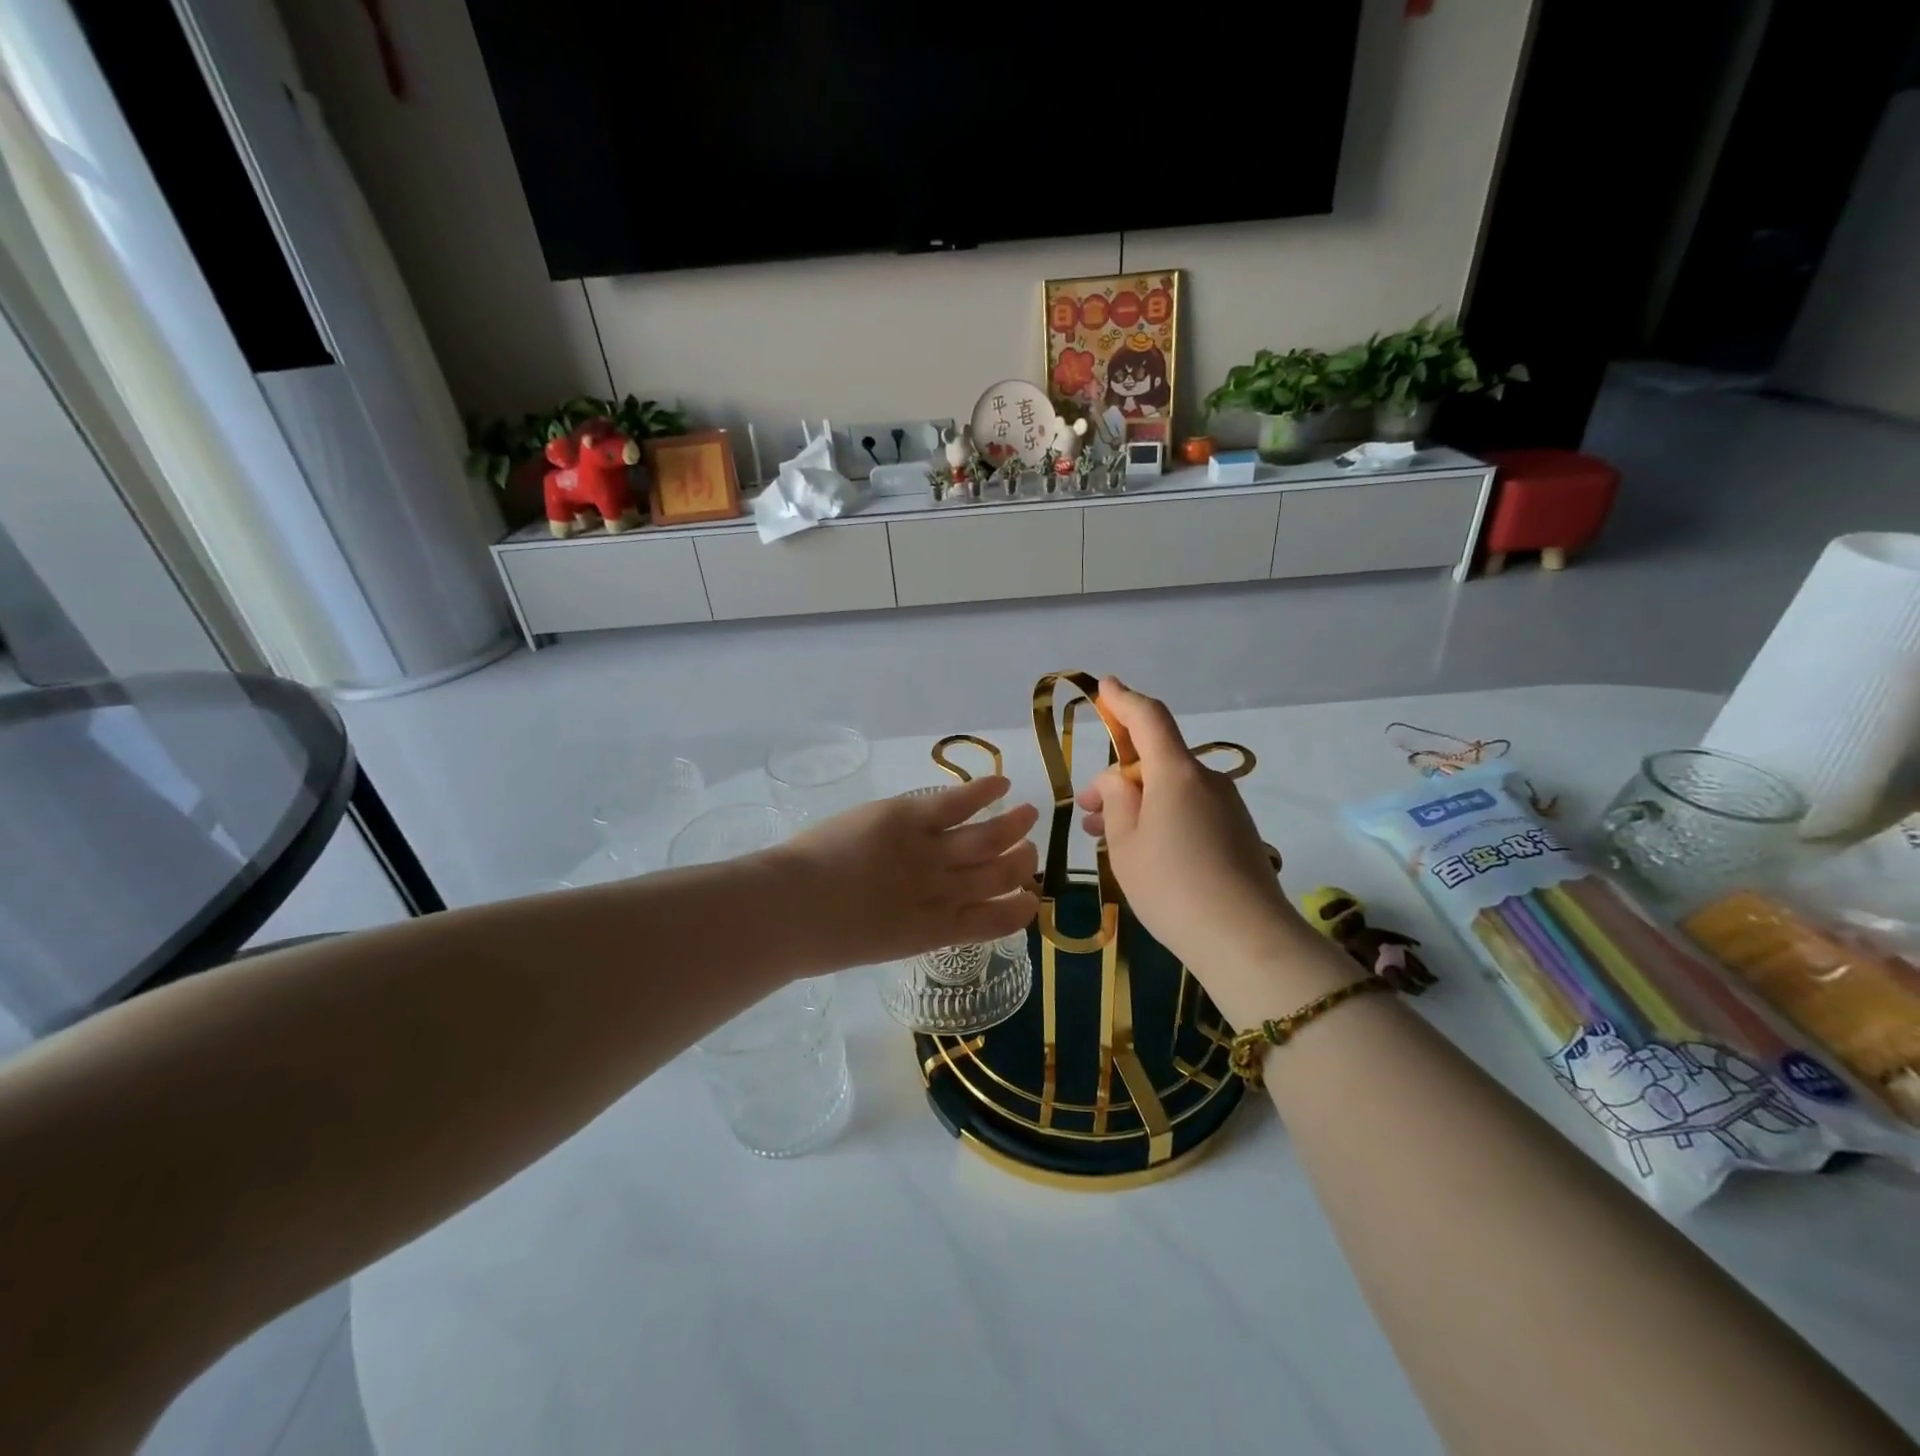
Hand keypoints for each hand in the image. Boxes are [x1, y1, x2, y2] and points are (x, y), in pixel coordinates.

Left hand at [774, 777, 1038, 971]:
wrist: (788, 911)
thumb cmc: (817, 938)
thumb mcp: (876, 944)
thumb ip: (905, 926)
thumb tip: (917, 915)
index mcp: (934, 931)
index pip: (995, 922)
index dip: (1020, 908)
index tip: (1031, 898)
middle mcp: (942, 893)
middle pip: (999, 876)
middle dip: (1022, 864)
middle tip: (1029, 853)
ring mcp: (928, 854)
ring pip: (987, 838)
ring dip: (1014, 827)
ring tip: (1029, 813)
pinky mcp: (908, 818)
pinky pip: (957, 803)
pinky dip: (983, 791)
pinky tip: (1001, 782)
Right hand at [1077, 680, 1334, 1017]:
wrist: (1247, 940)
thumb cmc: (1172, 886)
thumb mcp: (1126, 843)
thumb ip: (1115, 800)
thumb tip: (1118, 779)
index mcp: (1176, 773)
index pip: (1149, 718)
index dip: (1124, 700)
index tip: (1105, 686)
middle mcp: (1206, 780)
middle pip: (1157, 760)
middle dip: (1119, 776)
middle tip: (1086, 808)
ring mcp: (1227, 807)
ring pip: (1171, 790)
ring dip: (1137, 802)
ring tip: (1103, 835)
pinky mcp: (1238, 833)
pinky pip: (1190, 811)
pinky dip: (1161, 818)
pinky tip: (1142, 851)